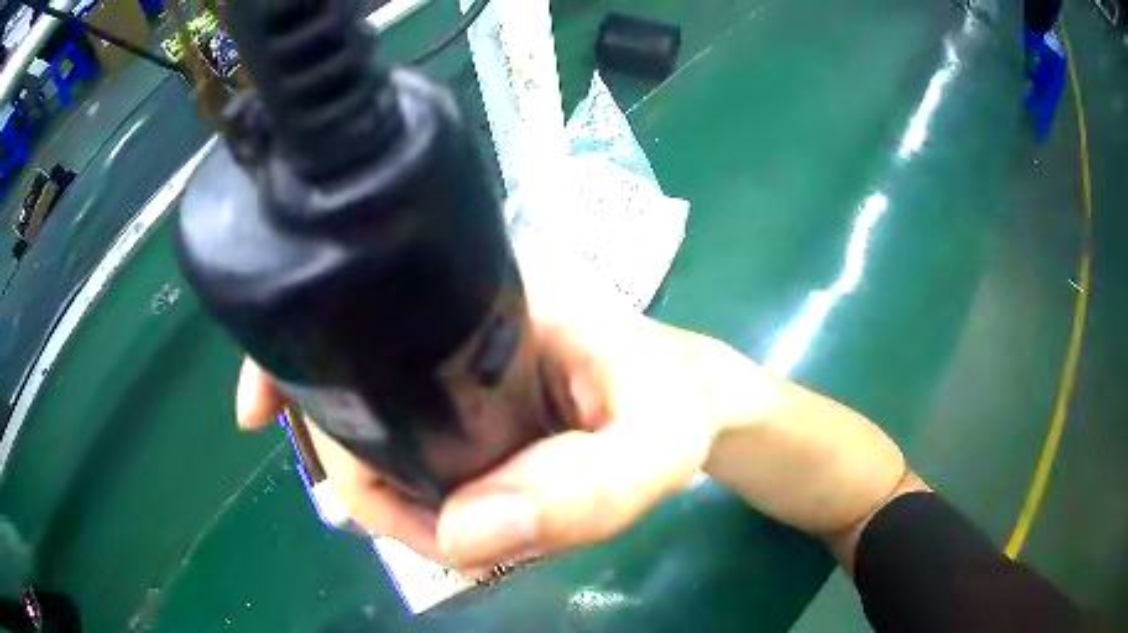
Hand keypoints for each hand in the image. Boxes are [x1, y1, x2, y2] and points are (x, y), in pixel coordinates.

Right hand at [235, 267, 765, 568]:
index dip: (301, 365)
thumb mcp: (658, 444)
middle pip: (351, 377)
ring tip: (428, 523)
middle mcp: (453, 313)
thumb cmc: (676, 405)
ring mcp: (447, 356)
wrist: (684, 399)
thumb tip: (463, 530)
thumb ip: (588, 488)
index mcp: (491, 294)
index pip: (368, 312)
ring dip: (376, 478)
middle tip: (406, 524)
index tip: (260, 415)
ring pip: (368, 412)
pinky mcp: (455, 395)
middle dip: (353, 459)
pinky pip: (395, 430)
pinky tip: (397, 507)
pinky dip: (380, 471)